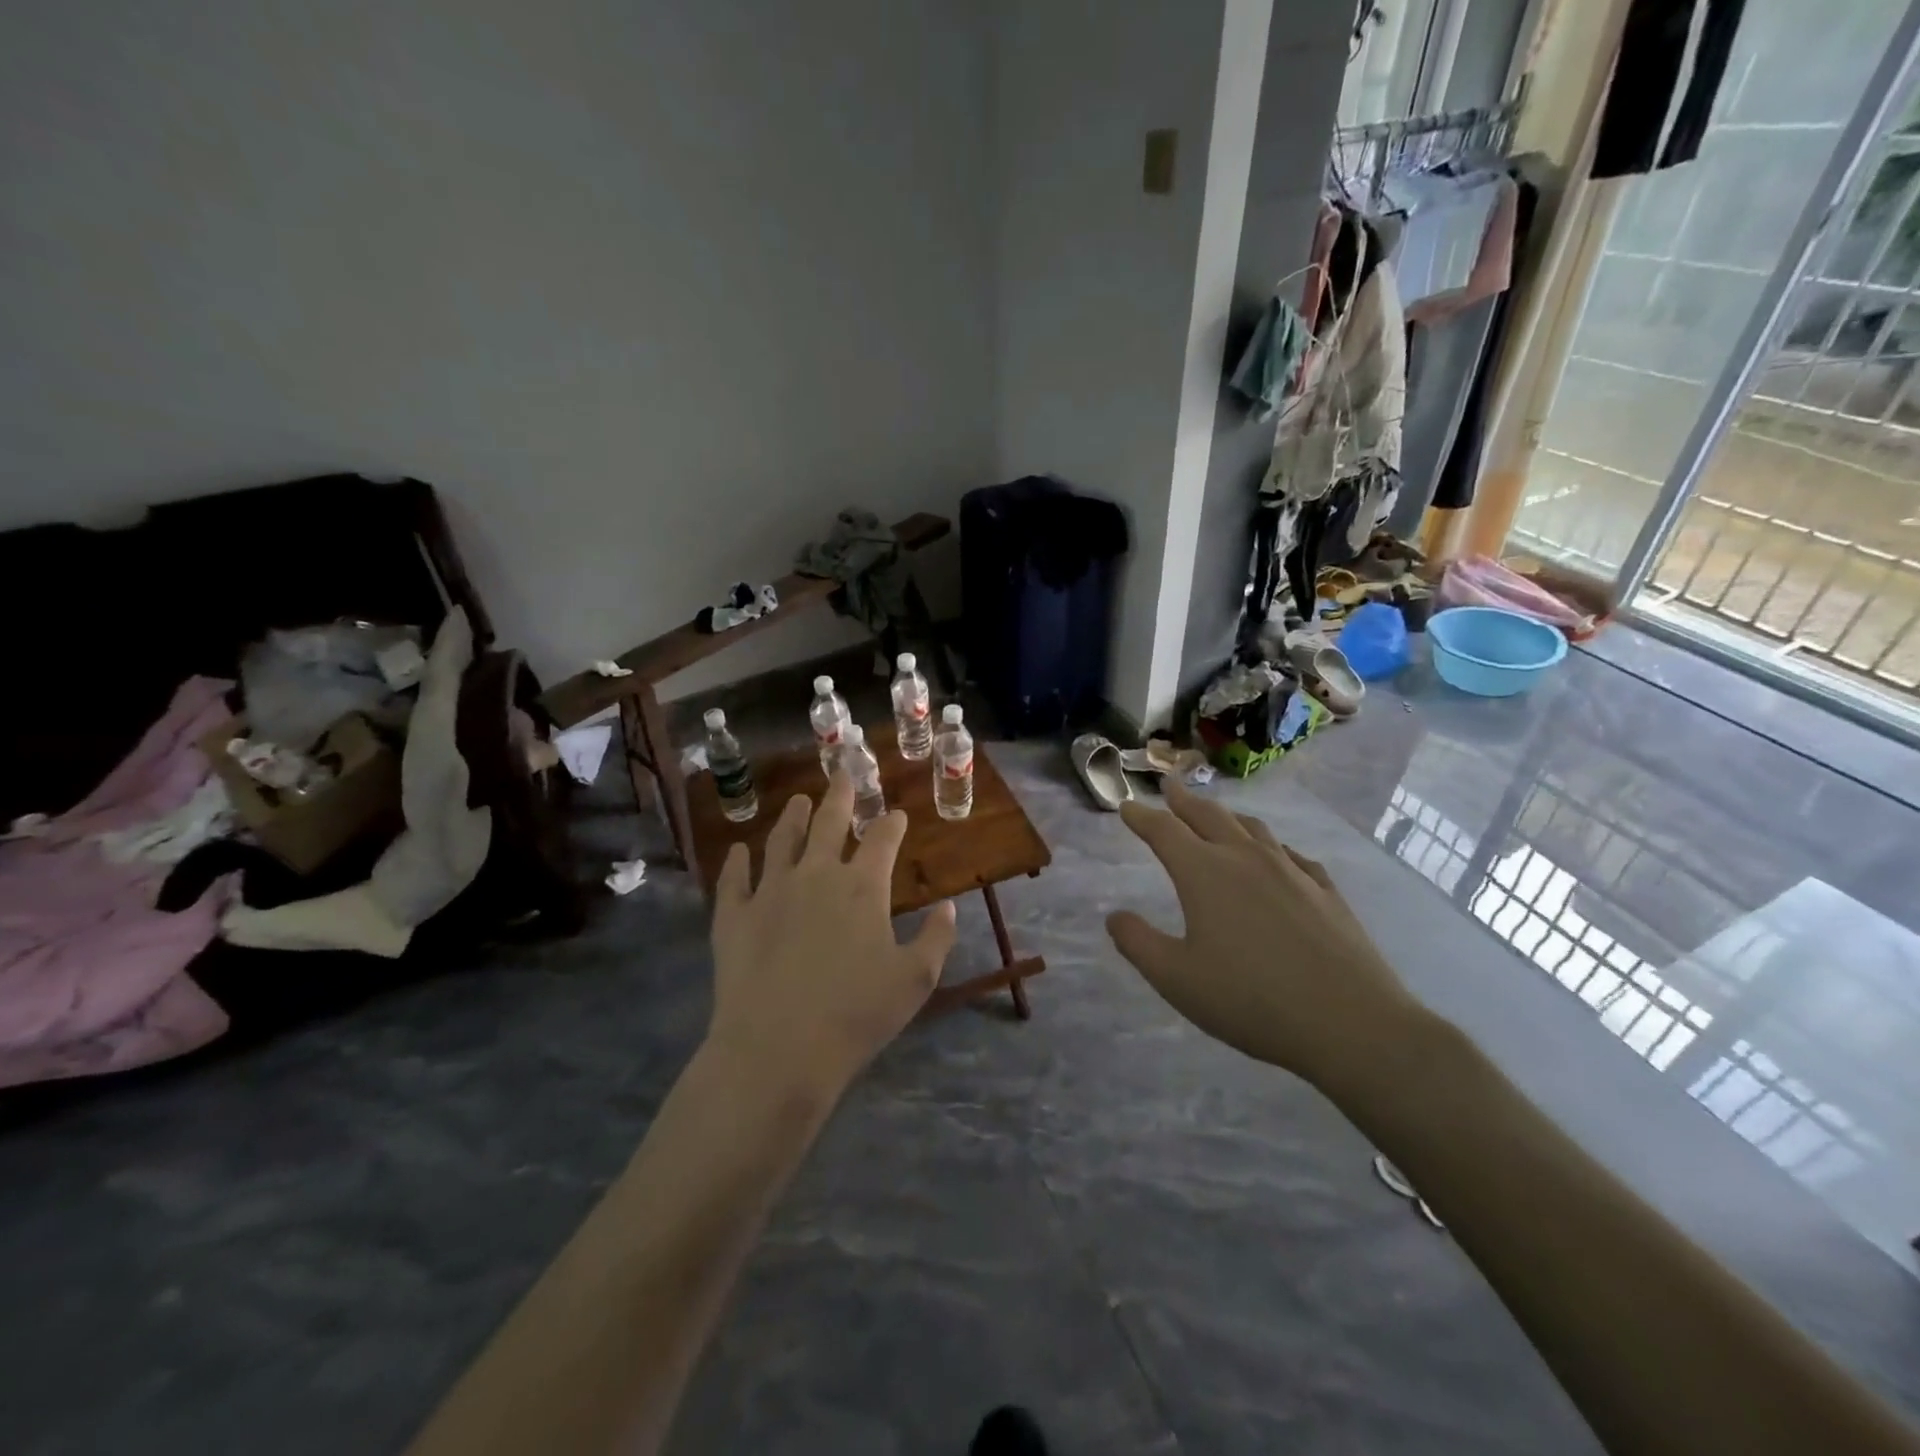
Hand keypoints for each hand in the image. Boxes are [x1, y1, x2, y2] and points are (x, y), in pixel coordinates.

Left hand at [708, 770, 957, 1102]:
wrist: (778, 1049)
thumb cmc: (856, 1015)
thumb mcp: (915, 980)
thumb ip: (936, 938)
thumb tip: (949, 907)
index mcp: (863, 887)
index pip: (882, 839)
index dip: (891, 823)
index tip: (895, 814)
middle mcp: (816, 874)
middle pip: (829, 823)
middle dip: (839, 795)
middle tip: (842, 773)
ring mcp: (770, 891)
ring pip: (782, 840)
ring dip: (793, 817)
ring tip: (798, 801)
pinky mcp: (734, 915)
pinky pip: (734, 878)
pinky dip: (736, 861)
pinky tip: (738, 851)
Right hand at [1106, 780, 1418, 1090]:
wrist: (1350, 1022)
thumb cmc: (1249, 999)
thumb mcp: (1176, 978)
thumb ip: (1138, 943)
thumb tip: (1115, 916)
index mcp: (1203, 873)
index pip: (1163, 831)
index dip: (1141, 817)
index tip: (1127, 806)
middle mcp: (1245, 859)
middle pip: (1208, 816)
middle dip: (1184, 800)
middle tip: (1170, 785)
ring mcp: (1290, 871)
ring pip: (1252, 828)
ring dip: (1227, 816)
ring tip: (1217, 814)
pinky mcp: (1325, 891)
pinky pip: (1291, 855)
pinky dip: (1272, 847)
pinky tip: (1278, 857)